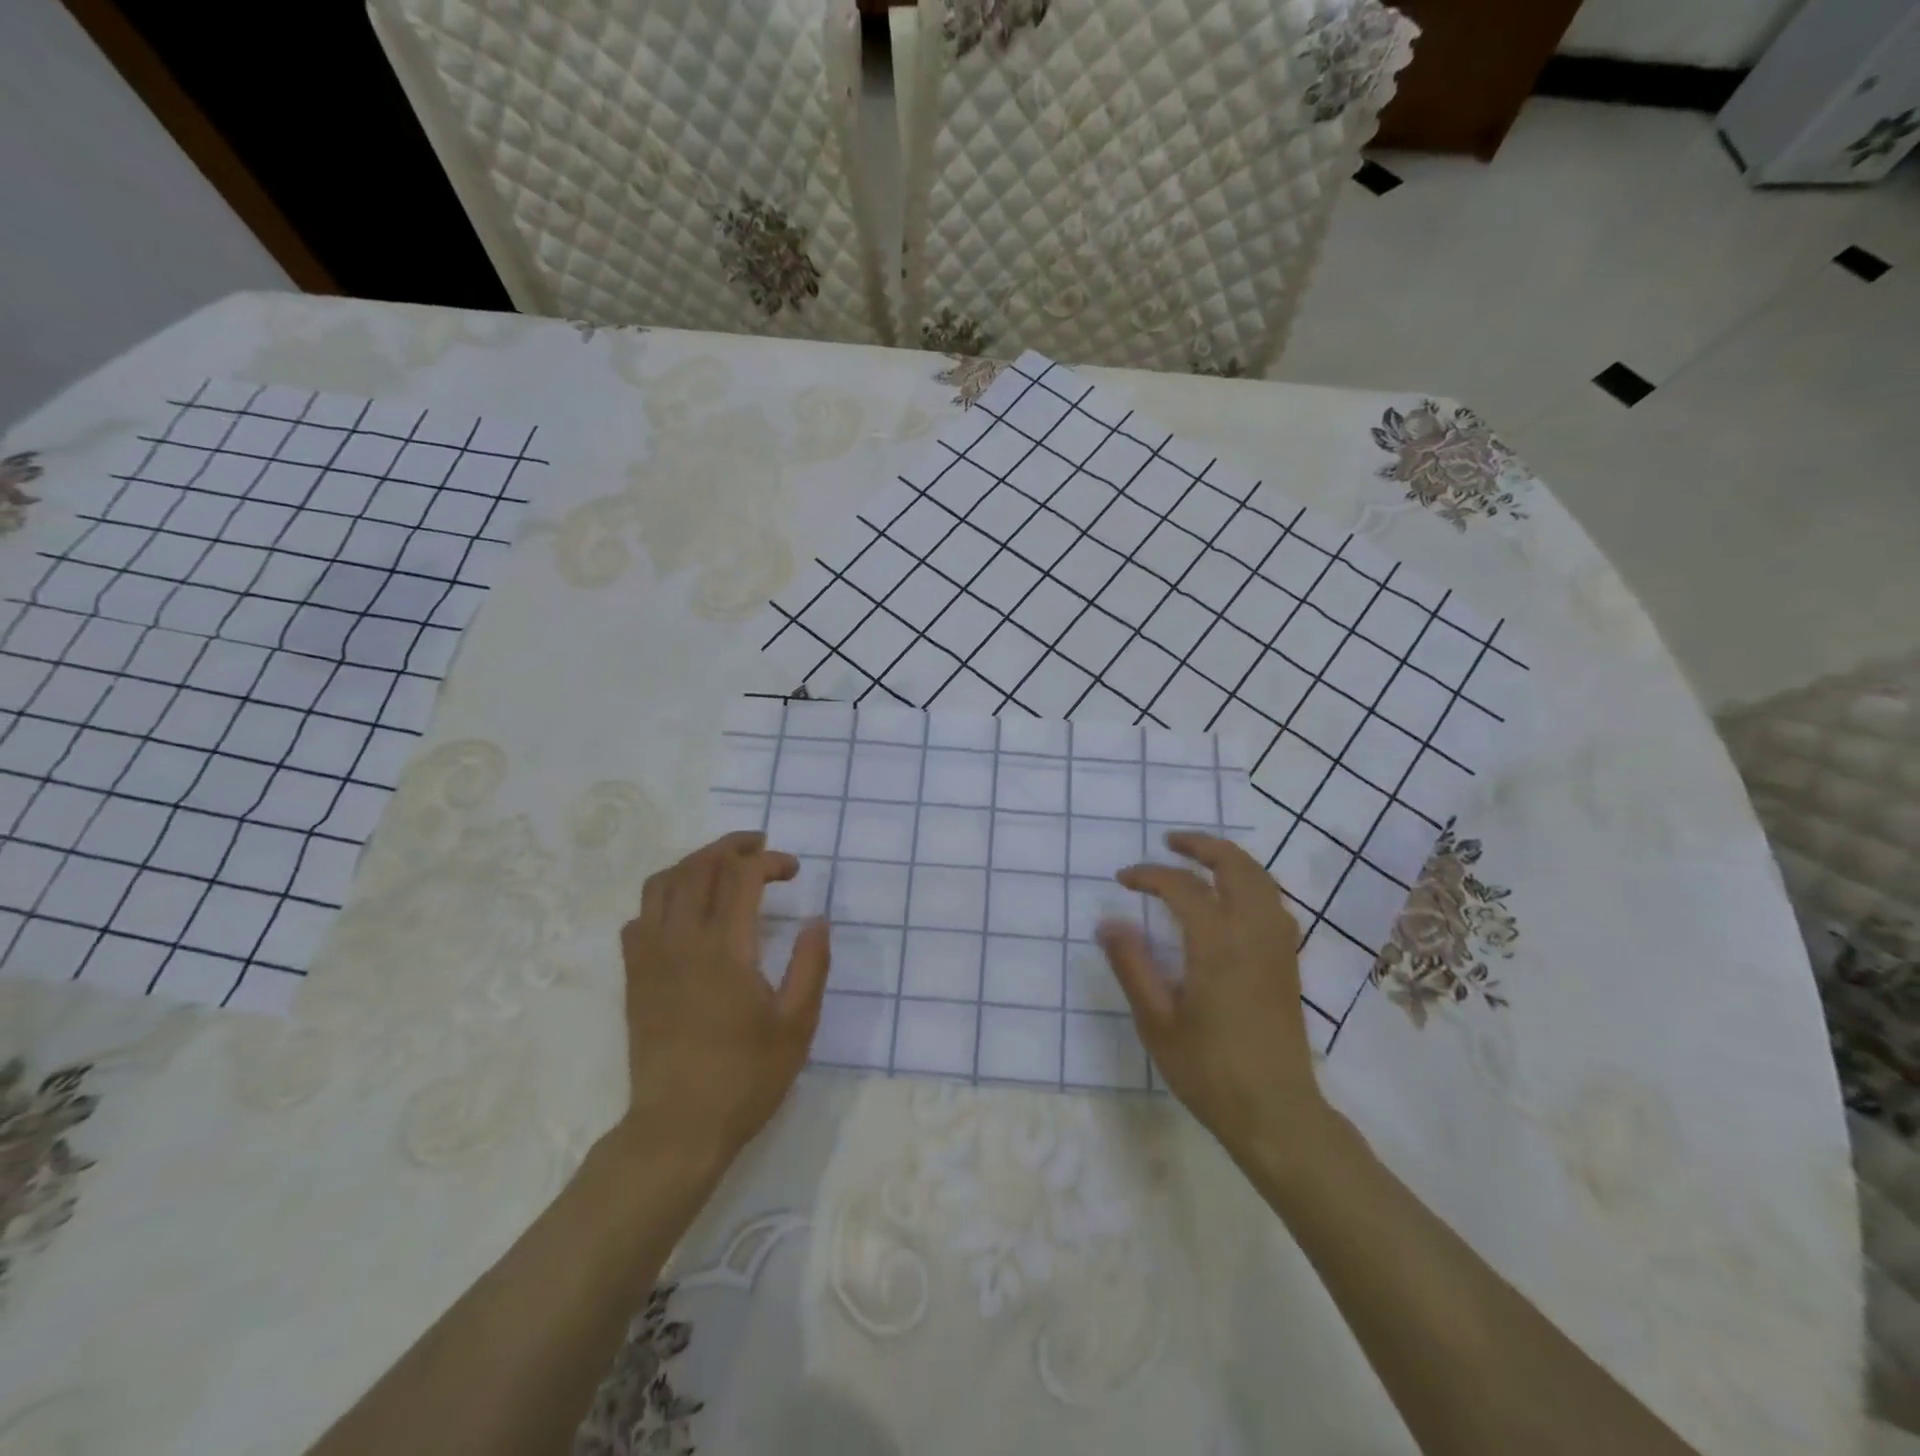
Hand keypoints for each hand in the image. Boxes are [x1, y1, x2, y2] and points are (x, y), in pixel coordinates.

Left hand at [616, 831, 830, 1167]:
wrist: (678, 1129)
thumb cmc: (746, 1078)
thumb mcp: (797, 1025)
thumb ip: (811, 965)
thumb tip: (818, 919)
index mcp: (726, 949)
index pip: (741, 876)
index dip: (769, 860)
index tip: (793, 871)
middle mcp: (682, 941)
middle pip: (699, 866)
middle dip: (733, 846)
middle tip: (762, 848)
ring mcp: (651, 957)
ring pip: (662, 883)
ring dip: (695, 863)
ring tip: (723, 868)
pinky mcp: (635, 976)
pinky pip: (640, 916)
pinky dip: (664, 898)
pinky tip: (685, 913)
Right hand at [1097, 832, 1328, 1157]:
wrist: (1277, 1113)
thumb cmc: (1209, 1071)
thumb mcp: (1156, 1022)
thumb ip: (1132, 966)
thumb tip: (1108, 922)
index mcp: (1217, 945)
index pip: (1182, 887)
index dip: (1149, 874)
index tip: (1123, 880)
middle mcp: (1253, 934)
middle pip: (1236, 866)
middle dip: (1202, 845)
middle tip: (1170, 842)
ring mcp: (1278, 947)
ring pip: (1262, 880)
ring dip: (1230, 860)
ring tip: (1199, 860)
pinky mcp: (1288, 963)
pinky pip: (1274, 902)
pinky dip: (1250, 882)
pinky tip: (1232, 899)